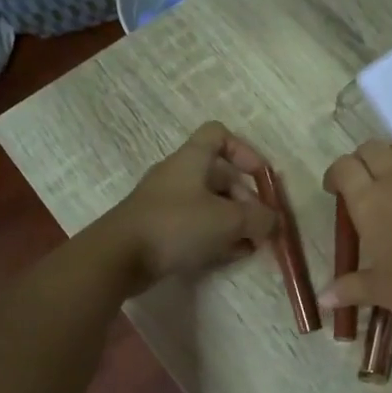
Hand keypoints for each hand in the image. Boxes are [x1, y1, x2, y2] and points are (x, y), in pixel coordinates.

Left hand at [101, 122, 276, 291]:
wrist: (118, 257)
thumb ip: (258, 218)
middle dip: (245, 199)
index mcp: (192, 160)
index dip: (245, 151)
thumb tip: (272, 220)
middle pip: (220, 176)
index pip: (219, 135)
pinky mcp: (159, 229)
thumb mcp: (228, 220)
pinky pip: (195, 225)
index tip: (261, 177)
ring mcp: (166, 203)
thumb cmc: (176, 226)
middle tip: (260, 225)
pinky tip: (231, 255)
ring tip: (250, 245)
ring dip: (234, 221)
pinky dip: (216, 236)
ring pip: (209, 204)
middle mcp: (178, 175)